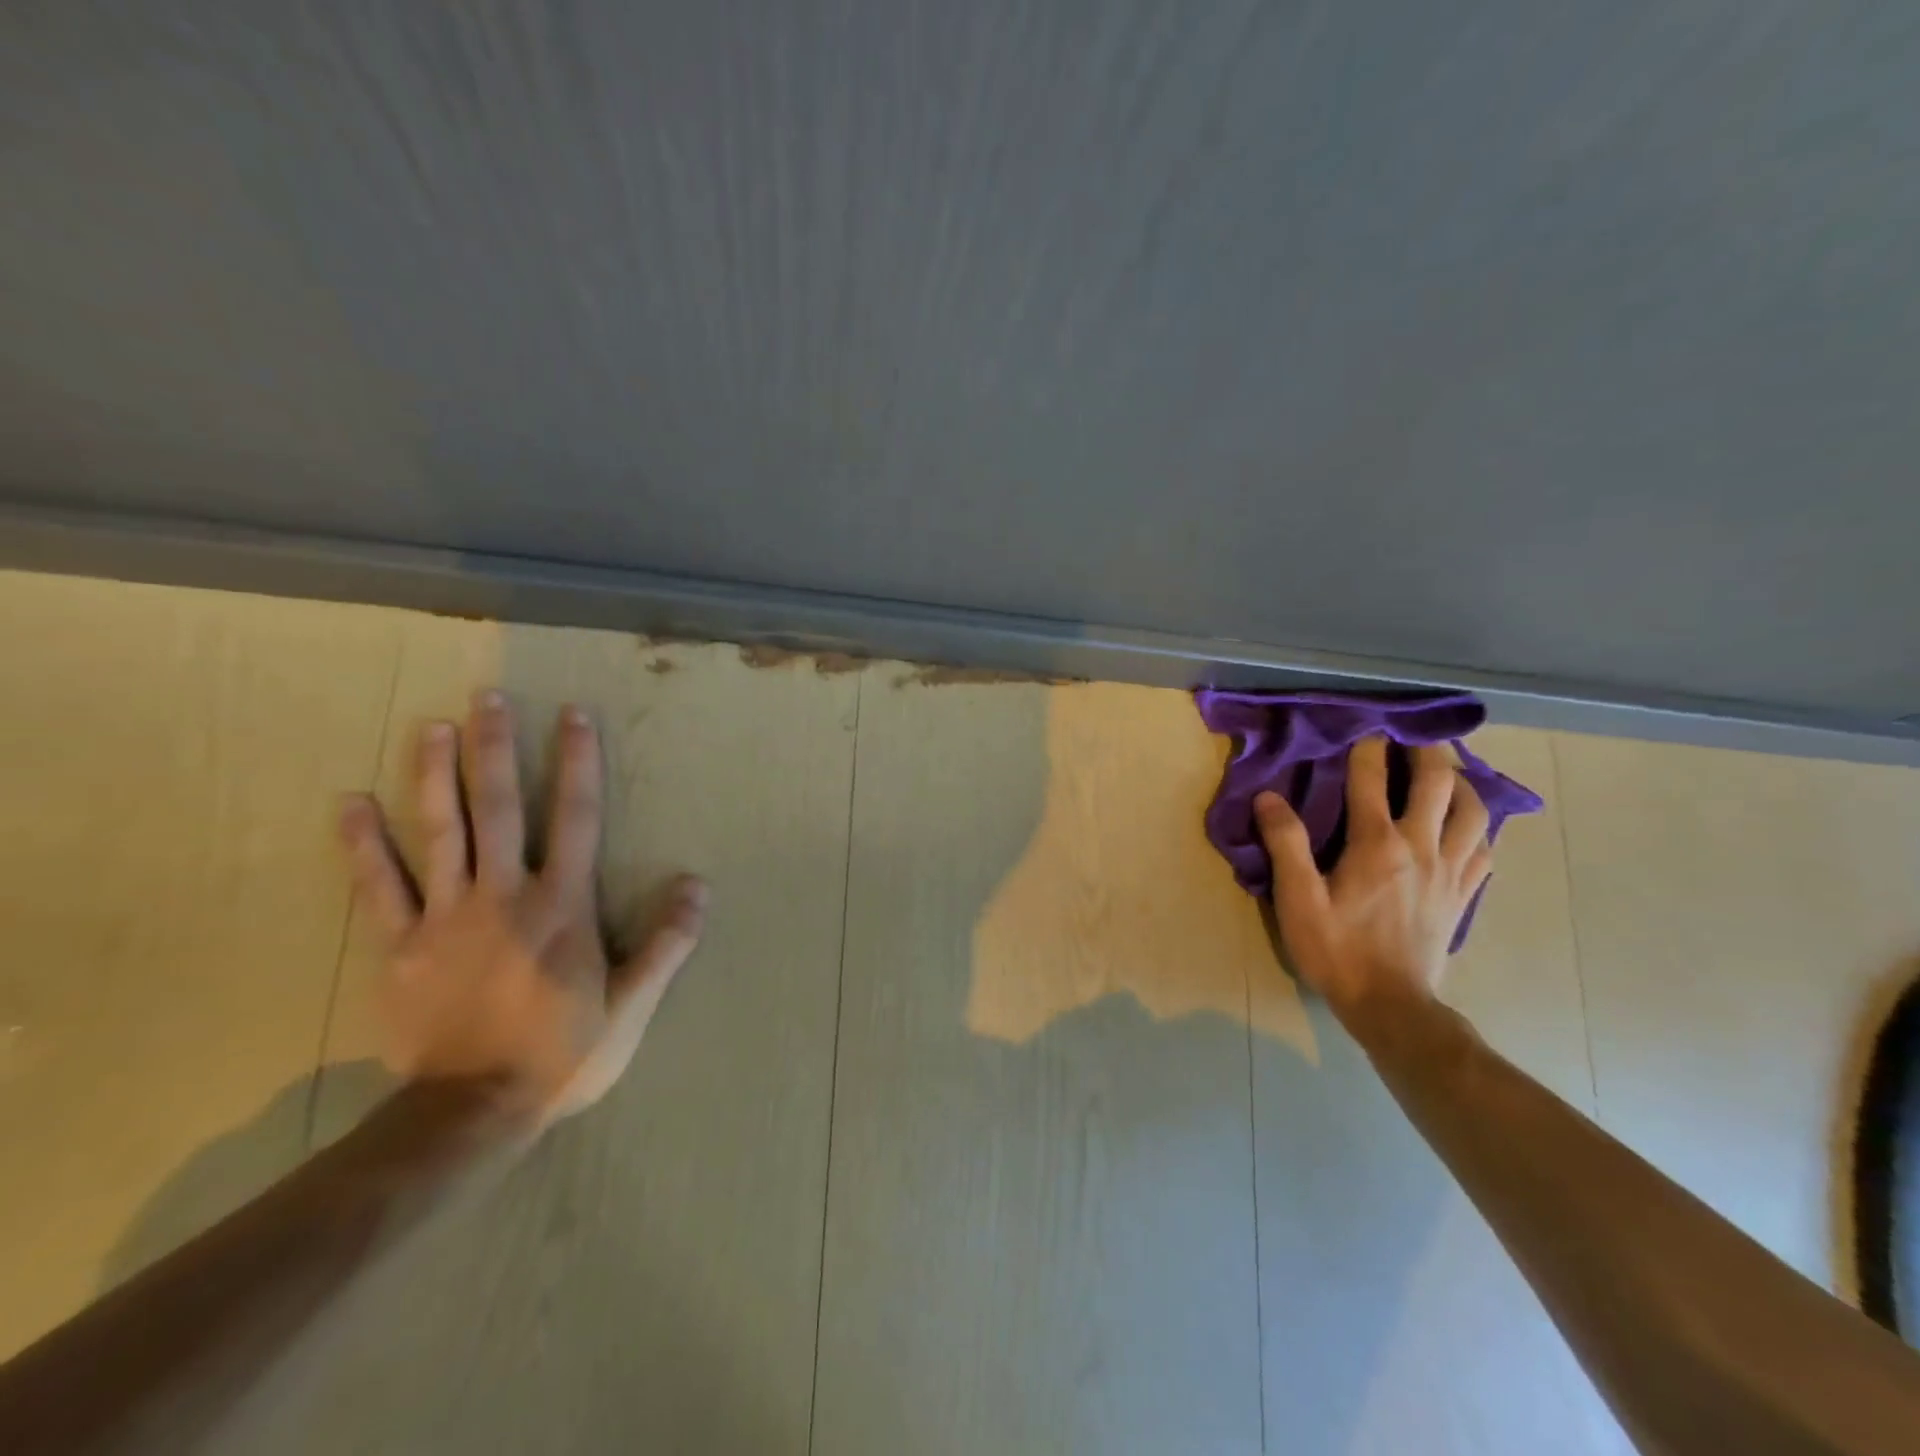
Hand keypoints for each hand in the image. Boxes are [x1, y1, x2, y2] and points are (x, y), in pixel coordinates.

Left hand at [337, 690, 705, 1127]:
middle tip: (487, 697)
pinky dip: (363, 845)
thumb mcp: (633, 1004)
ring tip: (429, 727)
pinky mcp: (400, 946)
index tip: (573, 715)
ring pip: (440, 832)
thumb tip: (698, 885)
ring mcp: (446, 916)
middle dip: (496, 748)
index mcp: (563, 904)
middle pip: (501, 808)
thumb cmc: (562, 1052)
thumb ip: (667, 943)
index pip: (577, 816)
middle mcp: (505, 894)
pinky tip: (349, 804)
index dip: (578, 762)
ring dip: (435, 776)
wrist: (472, 1112)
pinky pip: (378, 887)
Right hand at [1253, 736, 1490, 1020]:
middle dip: (1428, 750)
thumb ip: (1285, 844)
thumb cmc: (1337, 950)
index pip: (1372, 779)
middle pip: (1438, 783)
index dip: (1367, 748)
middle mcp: (1421, 846)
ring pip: (1474, 811)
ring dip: (1462, 783)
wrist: (1391, 1004)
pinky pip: (1484, 847)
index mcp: (1377, 844)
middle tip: (1415, 733)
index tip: (1363, 727)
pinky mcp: (1464, 893)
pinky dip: (1478, 825)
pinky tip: (1465, 824)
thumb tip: (1268, 797)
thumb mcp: (1297, 899)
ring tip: (1445, 773)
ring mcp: (1450, 870)